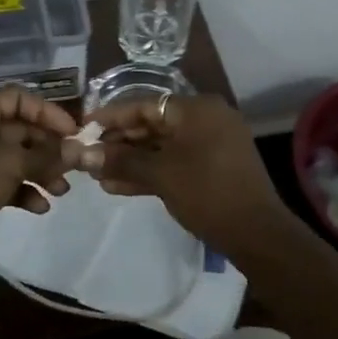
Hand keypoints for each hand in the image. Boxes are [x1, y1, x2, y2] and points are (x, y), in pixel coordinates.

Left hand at [0, 88, 81, 272]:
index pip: (19, 98)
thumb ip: (48, 156)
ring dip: (39, 172)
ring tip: (61, 191)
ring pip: (13, 157)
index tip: (73, 133)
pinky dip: (21, 189)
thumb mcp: (11, 164)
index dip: (48, 113)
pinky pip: (2, 180)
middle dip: (48, 148)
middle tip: (73, 166)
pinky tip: (40, 207)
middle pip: (19, 129)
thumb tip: (79, 151)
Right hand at [76, 94, 287, 255]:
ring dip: (131, 161)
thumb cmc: (206, 191)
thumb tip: (81, 154)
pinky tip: (117, 187)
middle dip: (119, 143)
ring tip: (97, 175)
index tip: (84, 127)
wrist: (256, 233)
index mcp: (197, 109)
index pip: (145, 105)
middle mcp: (206, 119)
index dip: (112, 117)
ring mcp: (211, 144)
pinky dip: (150, 172)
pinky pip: (175, 163)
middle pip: (153, 125)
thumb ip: (121, 160)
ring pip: (162, 147)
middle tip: (87, 156)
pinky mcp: (212, 168)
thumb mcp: (160, 174)